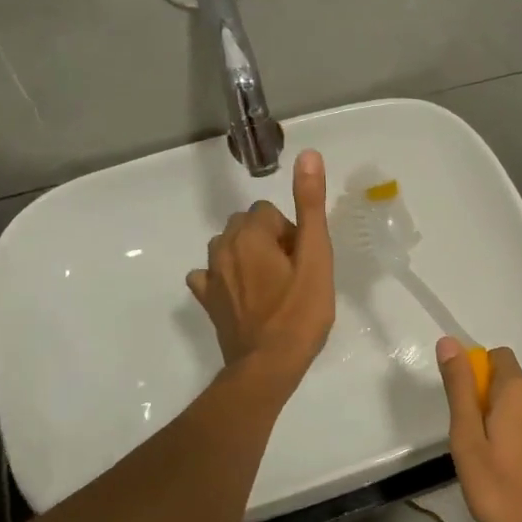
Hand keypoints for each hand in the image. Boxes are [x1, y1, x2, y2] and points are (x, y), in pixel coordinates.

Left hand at [187, 151, 334, 379]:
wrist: (268, 366)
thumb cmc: (299, 312)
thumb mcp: (316, 257)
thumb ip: (310, 205)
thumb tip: (308, 155)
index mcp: (249, 233)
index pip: (270, 213)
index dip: (292, 235)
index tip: (304, 263)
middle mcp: (222, 247)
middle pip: (248, 226)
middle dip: (270, 242)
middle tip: (292, 276)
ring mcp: (210, 275)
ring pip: (229, 247)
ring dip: (248, 258)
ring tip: (272, 289)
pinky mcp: (206, 300)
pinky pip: (210, 275)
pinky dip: (225, 278)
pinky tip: (243, 298)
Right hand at [437, 338, 521, 521]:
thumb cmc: (506, 488)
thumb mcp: (468, 440)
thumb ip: (460, 389)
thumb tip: (449, 342)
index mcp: (518, 389)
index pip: (496, 356)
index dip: (477, 374)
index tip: (466, 409)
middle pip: (511, 383)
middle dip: (491, 402)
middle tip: (476, 445)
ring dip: (510, 423)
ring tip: (497, 464)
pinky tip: (521, 473)